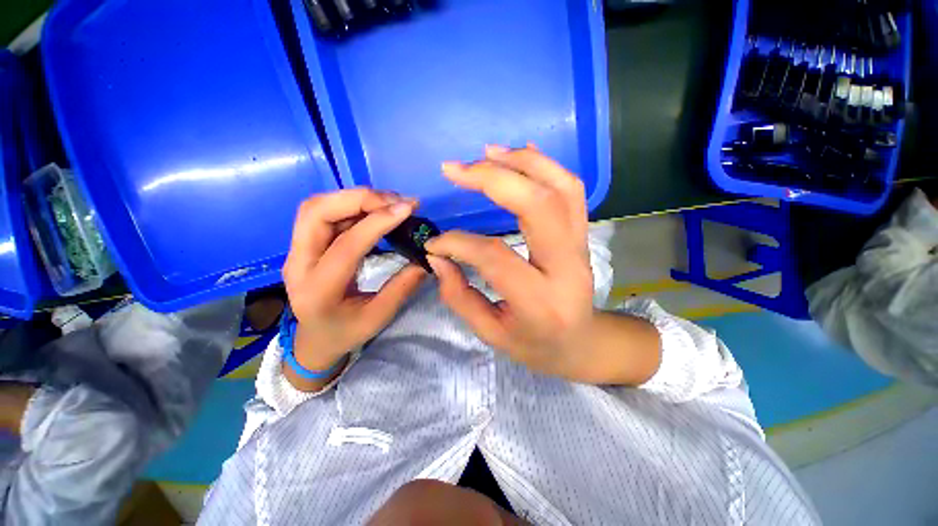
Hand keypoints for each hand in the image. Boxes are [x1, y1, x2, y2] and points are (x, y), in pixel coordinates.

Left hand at [282, 189, 426, 390]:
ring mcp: (298, 250)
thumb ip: (403, 287)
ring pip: (318, 207)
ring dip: (356, 198)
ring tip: (390, 202)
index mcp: (318, 290)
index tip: (407, 209)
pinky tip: (377, 209)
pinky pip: (327, 213)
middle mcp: (298, 263)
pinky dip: (353, 204)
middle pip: (316, 212)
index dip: (377, 223)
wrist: (315, 338)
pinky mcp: (306, 243)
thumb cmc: (346, 332)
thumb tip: (426, 258)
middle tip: (396, 201)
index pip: (345, 246)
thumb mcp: (378, 317)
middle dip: (359, 199)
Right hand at [426, 146, 596, 378]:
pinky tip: (520, 154)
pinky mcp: (582, 235)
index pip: (494, 255)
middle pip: (537, 205)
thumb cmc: (535, 344)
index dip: (457, 243)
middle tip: (455, 169)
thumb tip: (438, 257)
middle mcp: (566, 267)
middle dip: (493, 179)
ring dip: (522, 162)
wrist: (582, 342)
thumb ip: (459, 296)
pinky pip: (571, 191)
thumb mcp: (491, 333)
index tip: (434, 244)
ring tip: (486, 153)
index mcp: (540, 301)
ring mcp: (581, 246)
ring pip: (560, 188)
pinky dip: (545, 165)